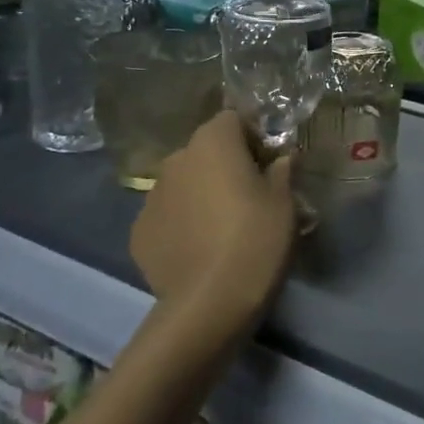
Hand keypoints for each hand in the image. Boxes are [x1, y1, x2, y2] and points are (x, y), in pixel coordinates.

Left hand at [131, 111, 296, 324]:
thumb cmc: (256, 239)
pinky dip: (181, 224)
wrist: (209, 303)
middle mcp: (176, 159)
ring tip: (221, 228)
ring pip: (183, 183)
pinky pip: (167, 216)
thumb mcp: (285, 203)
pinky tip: (198, 250)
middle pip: (205, 151)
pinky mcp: (138, 231)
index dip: (252, 138)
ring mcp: (151, 196)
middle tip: (248, 198)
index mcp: (213, 142)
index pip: (232, 120)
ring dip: (200, 194)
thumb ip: (282, 171)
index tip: (267, 166)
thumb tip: (281, 158)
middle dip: (224, 166)